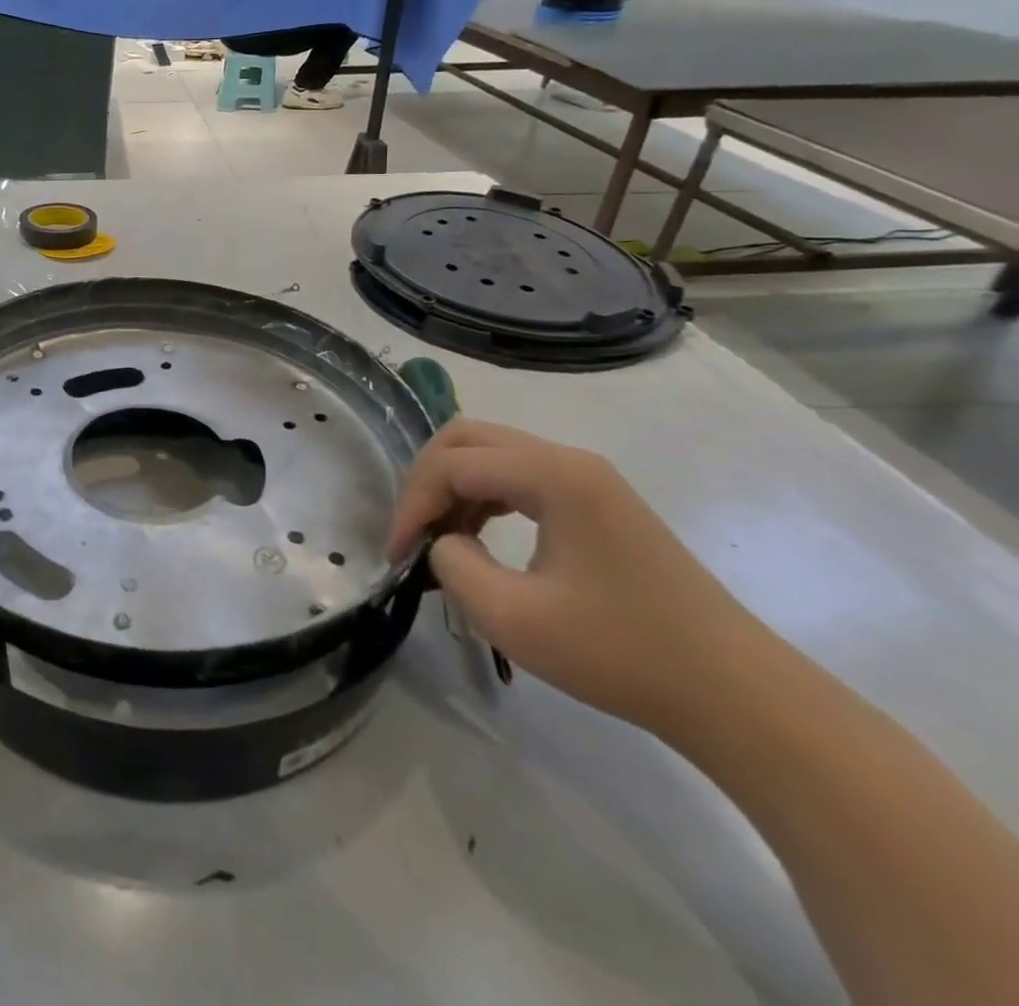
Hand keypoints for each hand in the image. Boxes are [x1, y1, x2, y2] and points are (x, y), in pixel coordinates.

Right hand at [388, 419, 766, 736]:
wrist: (736, 695)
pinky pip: (517, 477)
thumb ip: (454, 565)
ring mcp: (587, 479)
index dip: (412, 505)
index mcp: (553, 475)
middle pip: (467, 438)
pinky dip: (482, 498)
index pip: (452, 465)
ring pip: (490, 454)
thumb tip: (444, 543)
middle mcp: (568, 460)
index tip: (397, 556)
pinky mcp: (596, 503)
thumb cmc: (622, 654)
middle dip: (426, 481)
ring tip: (439, 540)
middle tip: (412, 532)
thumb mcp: (514, 617)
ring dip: (452, 488)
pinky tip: (476, 537)